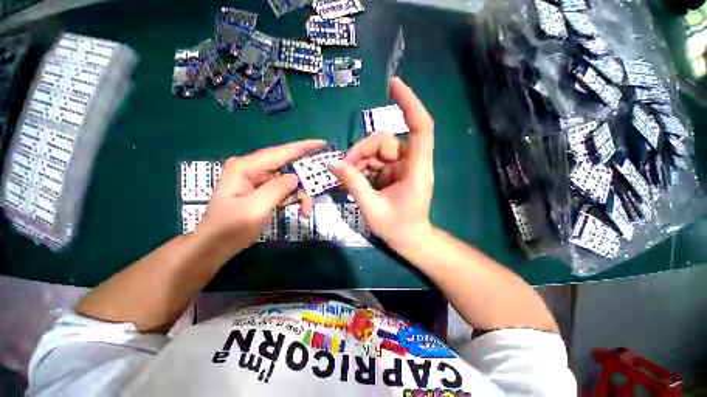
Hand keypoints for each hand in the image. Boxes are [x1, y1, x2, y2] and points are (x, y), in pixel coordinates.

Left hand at [196, 140, 324, 253]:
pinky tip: (300, 210)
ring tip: (306, 210)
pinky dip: (295, 199)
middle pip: (287, 167)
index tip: (321, 143)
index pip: (280, 152)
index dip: (302, 147)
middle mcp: (253, 169)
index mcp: (246, 167)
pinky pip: (285, 190)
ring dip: (301, 194)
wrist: (215, 245)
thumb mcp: (255, 208)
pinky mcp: (263, 191)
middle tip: (320, 185)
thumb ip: (277, 189)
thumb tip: (295, 177)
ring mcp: (258, 180)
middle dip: (305, 179)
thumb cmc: (230, 227)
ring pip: (289, 181)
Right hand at [329, 77, 434, 249]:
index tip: (393, 85)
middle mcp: (411, 163)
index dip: (409, 103)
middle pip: (385, 141)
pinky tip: (353, 178)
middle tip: (344, 168)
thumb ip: (353, 183)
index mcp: (416, 169)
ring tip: (347, 176)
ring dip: (359, 160)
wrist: (410, 240)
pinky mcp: (394, 173)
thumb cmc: (398, 227)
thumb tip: (333, 164)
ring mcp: (402, 167)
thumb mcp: (372, 207)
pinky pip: (375, 162)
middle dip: (361, 150)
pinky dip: (363, 167)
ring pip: (377, 151)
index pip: (420, 127)